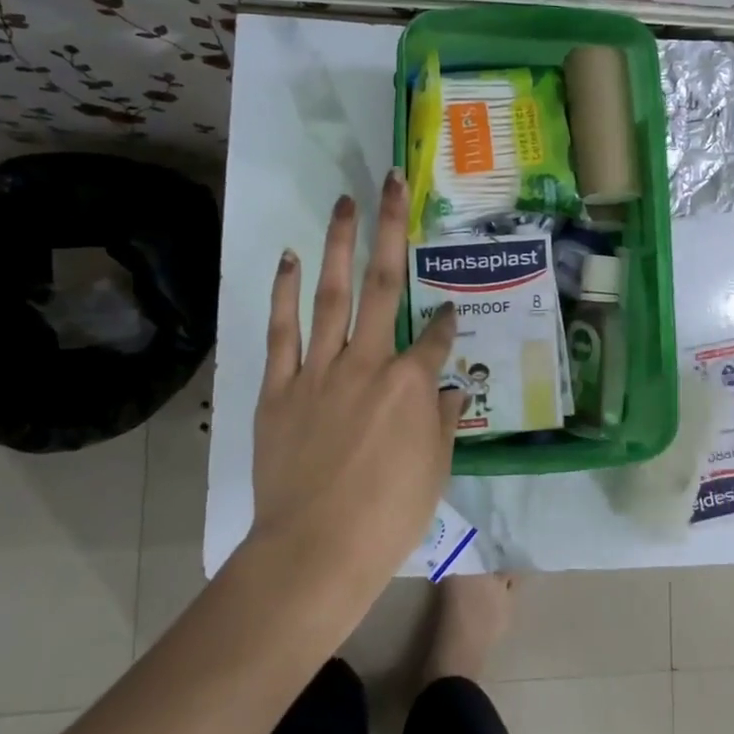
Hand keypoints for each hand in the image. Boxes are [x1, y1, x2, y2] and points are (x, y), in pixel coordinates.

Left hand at [250, 169, 465, 601]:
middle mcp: (368, 362)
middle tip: (389, 182)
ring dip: (340, 245)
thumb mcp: (435, 471)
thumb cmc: (388, 517)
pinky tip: (288, 258)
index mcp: (412, 384)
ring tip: (344, 202)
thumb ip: (444, 422)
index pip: (437, 337)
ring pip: (332, 294)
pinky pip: (282, 331)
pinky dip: (284, 293)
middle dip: (390, 229)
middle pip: (384, 284)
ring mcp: (320, 370)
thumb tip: (450, 391)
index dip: (448, 321)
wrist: (315, 551)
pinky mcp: (280, 387)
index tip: (453, 310)